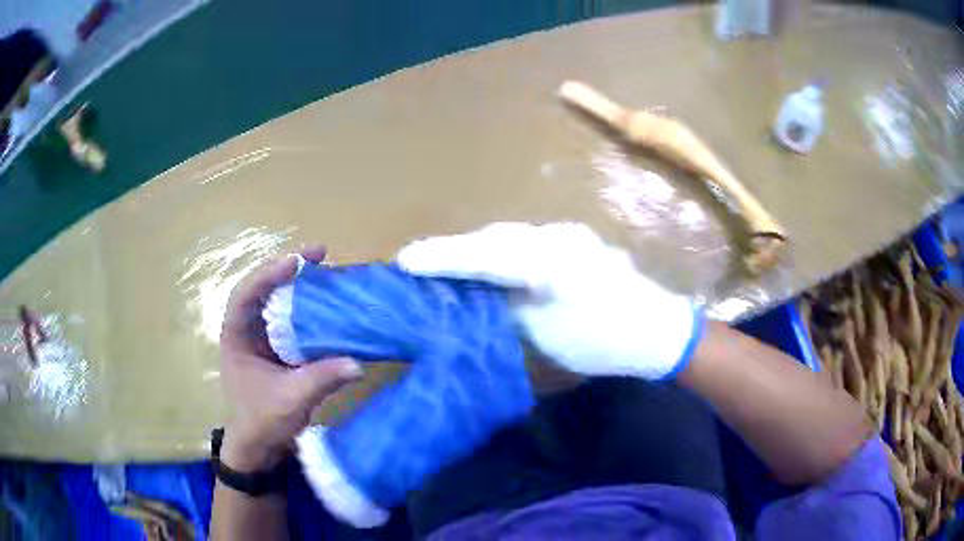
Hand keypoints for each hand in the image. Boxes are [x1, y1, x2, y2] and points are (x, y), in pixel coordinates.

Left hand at [220, 248, 361, 470]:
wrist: (258, 447)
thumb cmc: (261, 422)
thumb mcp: (290, 401)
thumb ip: (320, 380)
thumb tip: (357, 363)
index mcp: (235, 336)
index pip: (245, 294)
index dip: (268, 274)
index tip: (296, 263)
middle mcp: (246, 330)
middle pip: (262, 288)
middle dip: (287, 268)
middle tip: (319, 254)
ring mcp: (261, 338)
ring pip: (277, 300)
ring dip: (298, 284)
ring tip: (325, 269)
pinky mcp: (277, 349)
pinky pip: (291, 319)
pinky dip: (307, 308)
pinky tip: (327, 304)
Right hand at [397, 222, 704, 379]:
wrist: (657, 330)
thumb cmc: (604, 342)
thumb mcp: (547, 335)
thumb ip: (509, 308)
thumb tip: (479, 297)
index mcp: (549, 262)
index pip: (484, 255)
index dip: (442, 257)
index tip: (405, 260)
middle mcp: (557, 237)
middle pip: (494, 238)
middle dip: (455, 250)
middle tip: (419, 262)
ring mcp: (569, 236)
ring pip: (509, 237)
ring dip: (477, 249)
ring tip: (446, 262)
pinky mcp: (576, 243)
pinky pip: (527, 242)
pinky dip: (501, 252)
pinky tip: (489, 263)